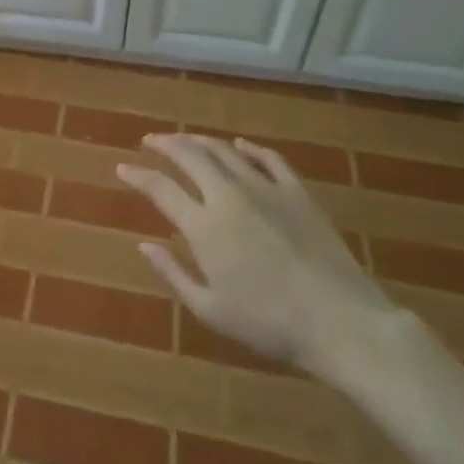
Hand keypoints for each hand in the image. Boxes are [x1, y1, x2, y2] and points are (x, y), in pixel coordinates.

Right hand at [117, 134, 403, 390]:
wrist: (340, 322)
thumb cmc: (270, 325)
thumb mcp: (211, 310)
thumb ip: (174, 273)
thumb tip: (144, 245)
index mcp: (204, 225)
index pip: (161, 188)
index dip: (138, 175)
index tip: (123, 167)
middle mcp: (229, 195)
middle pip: (190, 155)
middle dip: (165, 143)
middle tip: (151, 141)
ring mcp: (265, 188)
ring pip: (224, 150)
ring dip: (199, 140)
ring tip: (185, 139)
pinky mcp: (296, 191)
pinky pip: (268, 158)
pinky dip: (248, 147)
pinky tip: (239, 145)